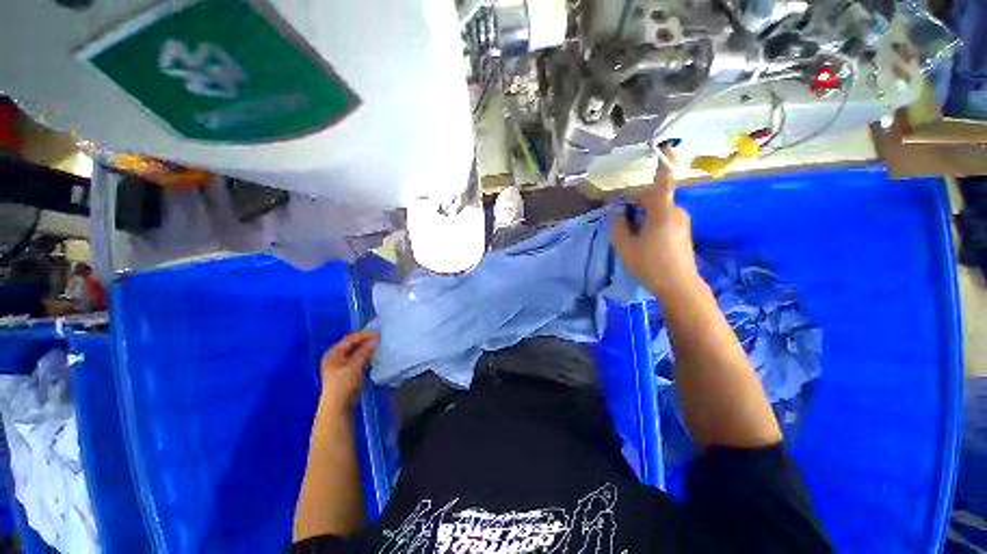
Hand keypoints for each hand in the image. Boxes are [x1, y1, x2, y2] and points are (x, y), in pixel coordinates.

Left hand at [318, 332, 376, 412]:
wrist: (337, 407)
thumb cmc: (343, 385)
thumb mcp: (354, 366)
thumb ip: (364, 351)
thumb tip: (375, 339)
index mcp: (333, 353)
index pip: (349, 339)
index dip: (363, 336)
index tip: (377, 334)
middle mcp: (335, 357)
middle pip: (351, 345)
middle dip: (365, 342)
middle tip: (379, 339)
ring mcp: (340, 365)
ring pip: (355, 352)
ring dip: (365, 349)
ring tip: (377, 346)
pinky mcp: (346, 373)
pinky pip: (356, 359)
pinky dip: (364, 356)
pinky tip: (372, 356)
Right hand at [612, 148, 698, 296]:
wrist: (678, 285)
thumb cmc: (649, 263)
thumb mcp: (624, 245)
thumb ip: (619, 225)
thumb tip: (620, 213)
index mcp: (662, 211)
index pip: (662, 183)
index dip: (663, 164)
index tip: (666, 146)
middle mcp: (676, 211)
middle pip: (654, 199)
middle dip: (637, 204)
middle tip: (621, 219)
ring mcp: (682, 222)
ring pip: (658, 210)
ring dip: (643, 215)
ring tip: (631, 234)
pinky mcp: (684, 231)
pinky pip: (664, 219)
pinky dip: (651, 223)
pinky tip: (643, 240)